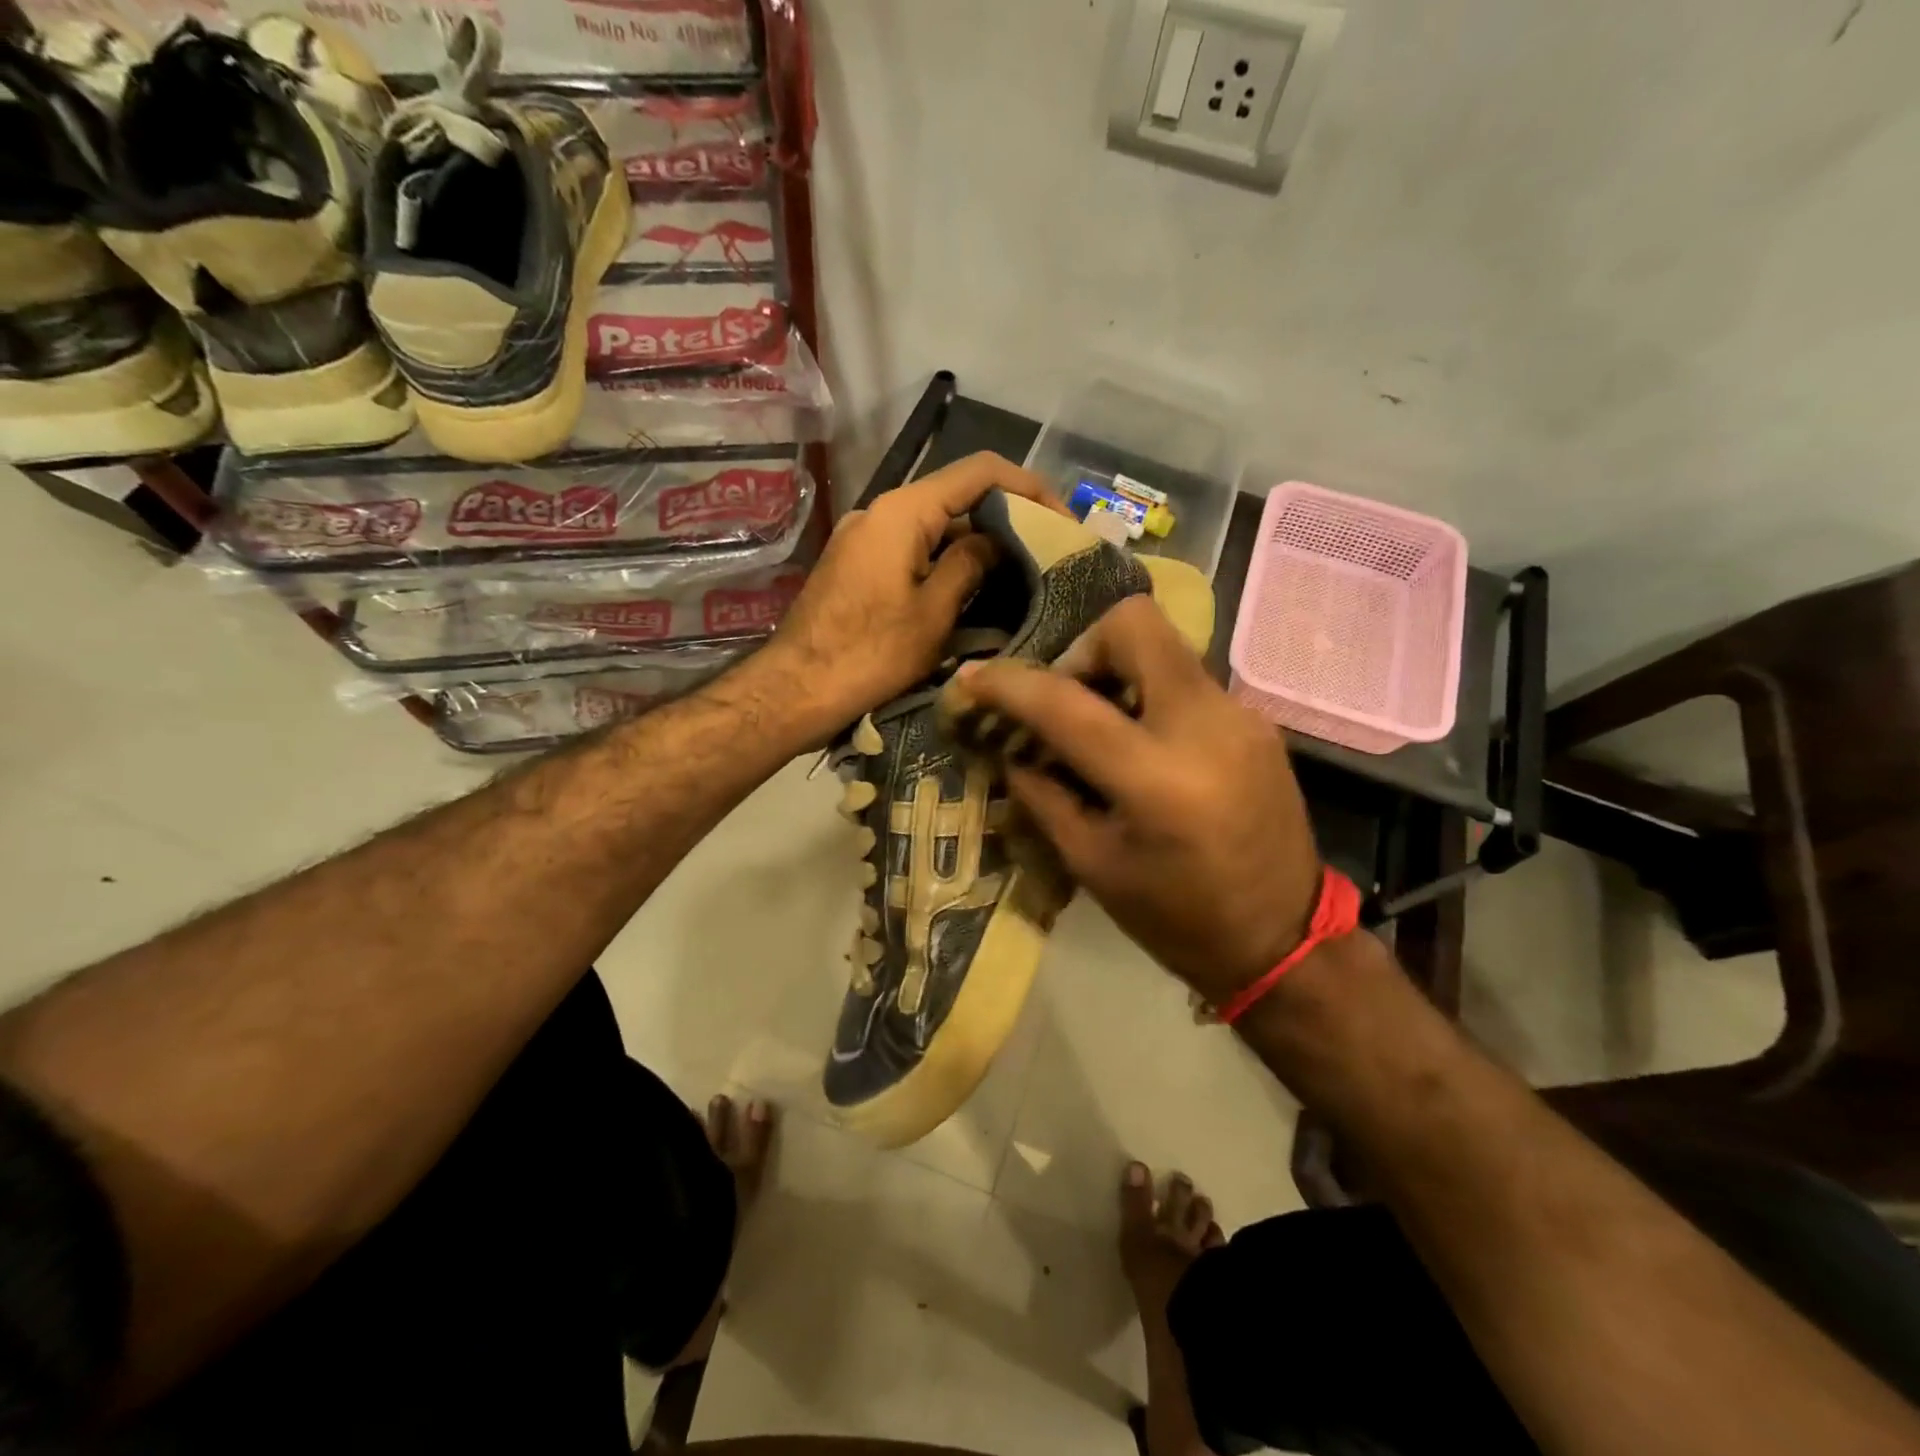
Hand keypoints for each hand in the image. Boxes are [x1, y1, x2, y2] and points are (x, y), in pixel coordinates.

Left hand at [763, 452, 1064, 735]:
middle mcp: (880, 512)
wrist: (795, 691)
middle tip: (1048, 556)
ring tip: (1021, 578)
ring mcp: (864, 539)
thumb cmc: (869, 655)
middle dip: (1006, 520)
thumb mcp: (933, 613)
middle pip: (956, 497)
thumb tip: (995, 541)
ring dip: (977, 546)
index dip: (1029, 487)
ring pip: (935, 527)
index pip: (979, 472)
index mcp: (902, 511)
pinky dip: (946, 563)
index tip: (1063, 521)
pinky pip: (912, 550)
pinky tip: (974, 593)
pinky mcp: (857, 566)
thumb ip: (970, 565)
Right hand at [955, 596, 1321, 1006]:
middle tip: (1065, 699)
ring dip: (1118, 673)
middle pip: (1134, 624)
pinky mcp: (1257, 722)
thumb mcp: (1092, 864)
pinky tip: (1144, 747)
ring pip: (1164, 648)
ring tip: (1102, 728)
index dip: (1009, 683)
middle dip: (1083, 648)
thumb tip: (1009, 748)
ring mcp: (1240, 716)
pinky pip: (1188, 681)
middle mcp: (1205, 726)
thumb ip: (1043, 795)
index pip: (1066, 702)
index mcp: (1155, 779)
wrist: (1284, 940)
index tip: (973, 678)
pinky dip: (1151, 697)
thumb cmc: (1176, 918)